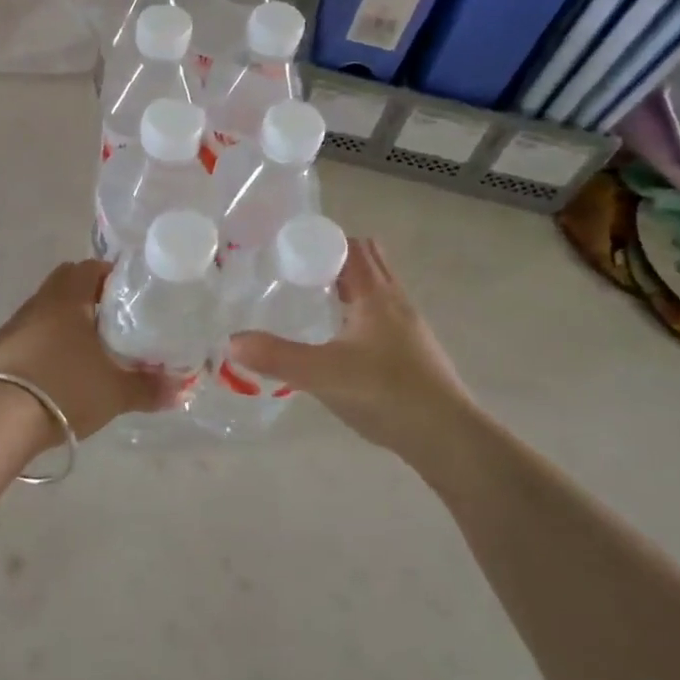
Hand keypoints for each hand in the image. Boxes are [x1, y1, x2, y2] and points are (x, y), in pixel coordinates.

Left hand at [0, 260, 178, 442]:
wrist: (1, 418)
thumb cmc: (66, 388)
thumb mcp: (116, 392)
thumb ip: (149, 388)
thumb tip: (180, 390)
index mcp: (68, 297)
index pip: (89, 267)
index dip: (110, 275)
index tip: (128, 295)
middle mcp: (39, 302)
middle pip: (65, 284)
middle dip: (88, 296)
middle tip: (112, 320)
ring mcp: (15, 325)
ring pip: (45, 309)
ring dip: (64, 320)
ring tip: (87, 348)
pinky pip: (29, 333)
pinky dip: (45, 342)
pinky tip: (58, 368)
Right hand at [227, 237, 477, 467]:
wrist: (448, 439)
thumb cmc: (387, 394)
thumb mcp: (323, 375)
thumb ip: (276, 357)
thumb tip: (231, 342)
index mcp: (376, 295)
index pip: (350, 246)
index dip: (321, 240)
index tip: (287, 247)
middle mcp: (395, 301)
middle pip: (367, 260)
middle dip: (334, 257)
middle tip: (296, 269)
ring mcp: (408, 327)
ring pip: (377, 288)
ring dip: (349, 283)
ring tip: (312, 298)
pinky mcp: (412, 351)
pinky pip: (381, 314)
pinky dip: (359, 310)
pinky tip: (338, 337)